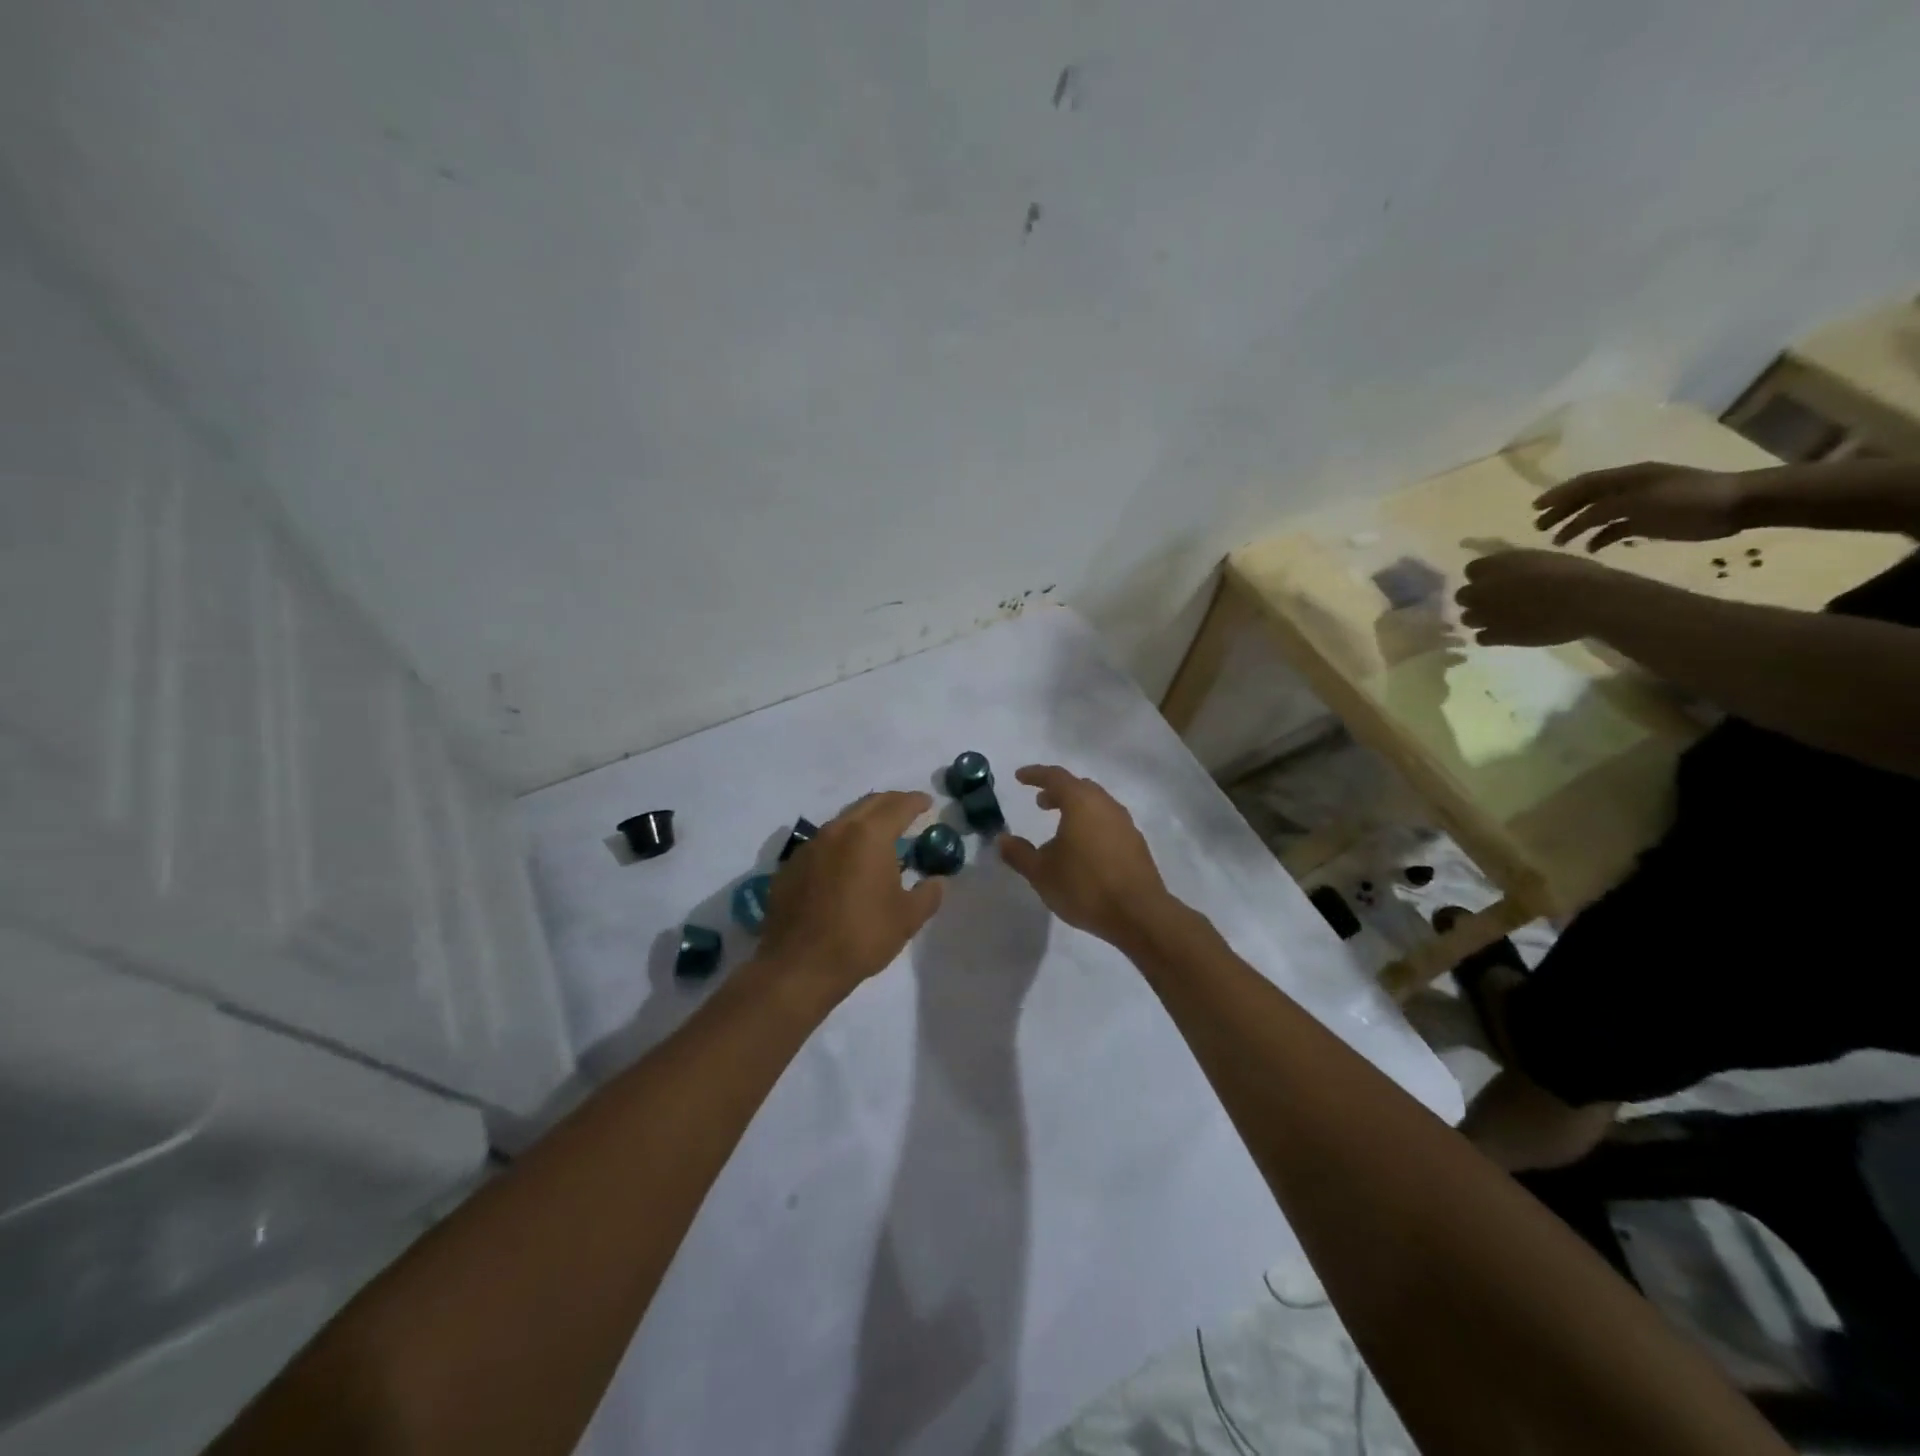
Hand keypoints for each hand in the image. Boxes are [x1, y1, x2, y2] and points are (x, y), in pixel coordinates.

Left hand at [758, 791, 942, 997]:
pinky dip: (840, 844)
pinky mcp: (791, 867)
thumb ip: (928, 894)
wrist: (799, 966)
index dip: (915, 801)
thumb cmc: (861, 936)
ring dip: (863, 821)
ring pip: (842, 821)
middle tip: (906, 811)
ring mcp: (809, 847)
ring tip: (878, 836)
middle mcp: (837, 831)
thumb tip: (937, 881)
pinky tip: (845, 863)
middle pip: (868, 804)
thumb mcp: (907, 918)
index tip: (927, 803)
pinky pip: (822, 844)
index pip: (898, 806)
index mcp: (869, 836)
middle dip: (890, 803)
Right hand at [998, 766, 1172, 945]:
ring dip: (1076, 808)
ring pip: (1096, 805)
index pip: (1055, 777)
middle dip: (1057, 791)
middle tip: (1040, 803)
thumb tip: (1002, 839)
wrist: (1139, 914)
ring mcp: (1125, 824)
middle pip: (1079, 788)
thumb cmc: (1085, 886)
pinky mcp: (1136, 844)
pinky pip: (1108, 823)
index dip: (1035, 774)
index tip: (1019, 777)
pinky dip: (1091, 825)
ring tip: (1060, 827)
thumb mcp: (1041, 873)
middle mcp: (1106, 805)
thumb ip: (1019, 853)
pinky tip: (1083, 849)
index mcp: (1081, 803)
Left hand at [1455, 549, 1622, 646]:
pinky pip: (1480, 638)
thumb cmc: (1574, 574)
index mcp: (1495, 566)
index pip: (1472, 570)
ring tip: (1502, 619)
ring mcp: (1486, 614)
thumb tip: (1507, 573)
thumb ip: (1515, 566)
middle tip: (1496, 602)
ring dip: (1481, 619)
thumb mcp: (1541, 559)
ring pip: (1467, 618)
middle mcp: (1483, 590)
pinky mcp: (1496, 635)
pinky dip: (1490, 636)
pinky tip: (1506, 633)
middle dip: (1476, 599)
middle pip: (1463, 596)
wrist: (1588, 601)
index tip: (1496, 581)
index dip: (1483, 577)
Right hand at [1534, 462, 1745, 551]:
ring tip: (1558, 542)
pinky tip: (1589, 549)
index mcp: (1628, 477)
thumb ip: (1607, 509)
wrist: (1739, 505)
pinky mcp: (1649, 522)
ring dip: (1576, 527)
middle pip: (1586, 499)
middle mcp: (1629, 488)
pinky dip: (1599, 538)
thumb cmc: (1691, 499)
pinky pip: (1615, 529)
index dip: (1557, 495)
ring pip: (1597, 515)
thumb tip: (1576, 520)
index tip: (1534, 508)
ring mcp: (1639, 505)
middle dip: (1561, 512)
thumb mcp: (1644, 501)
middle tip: (1538, 528)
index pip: (1583, 484)